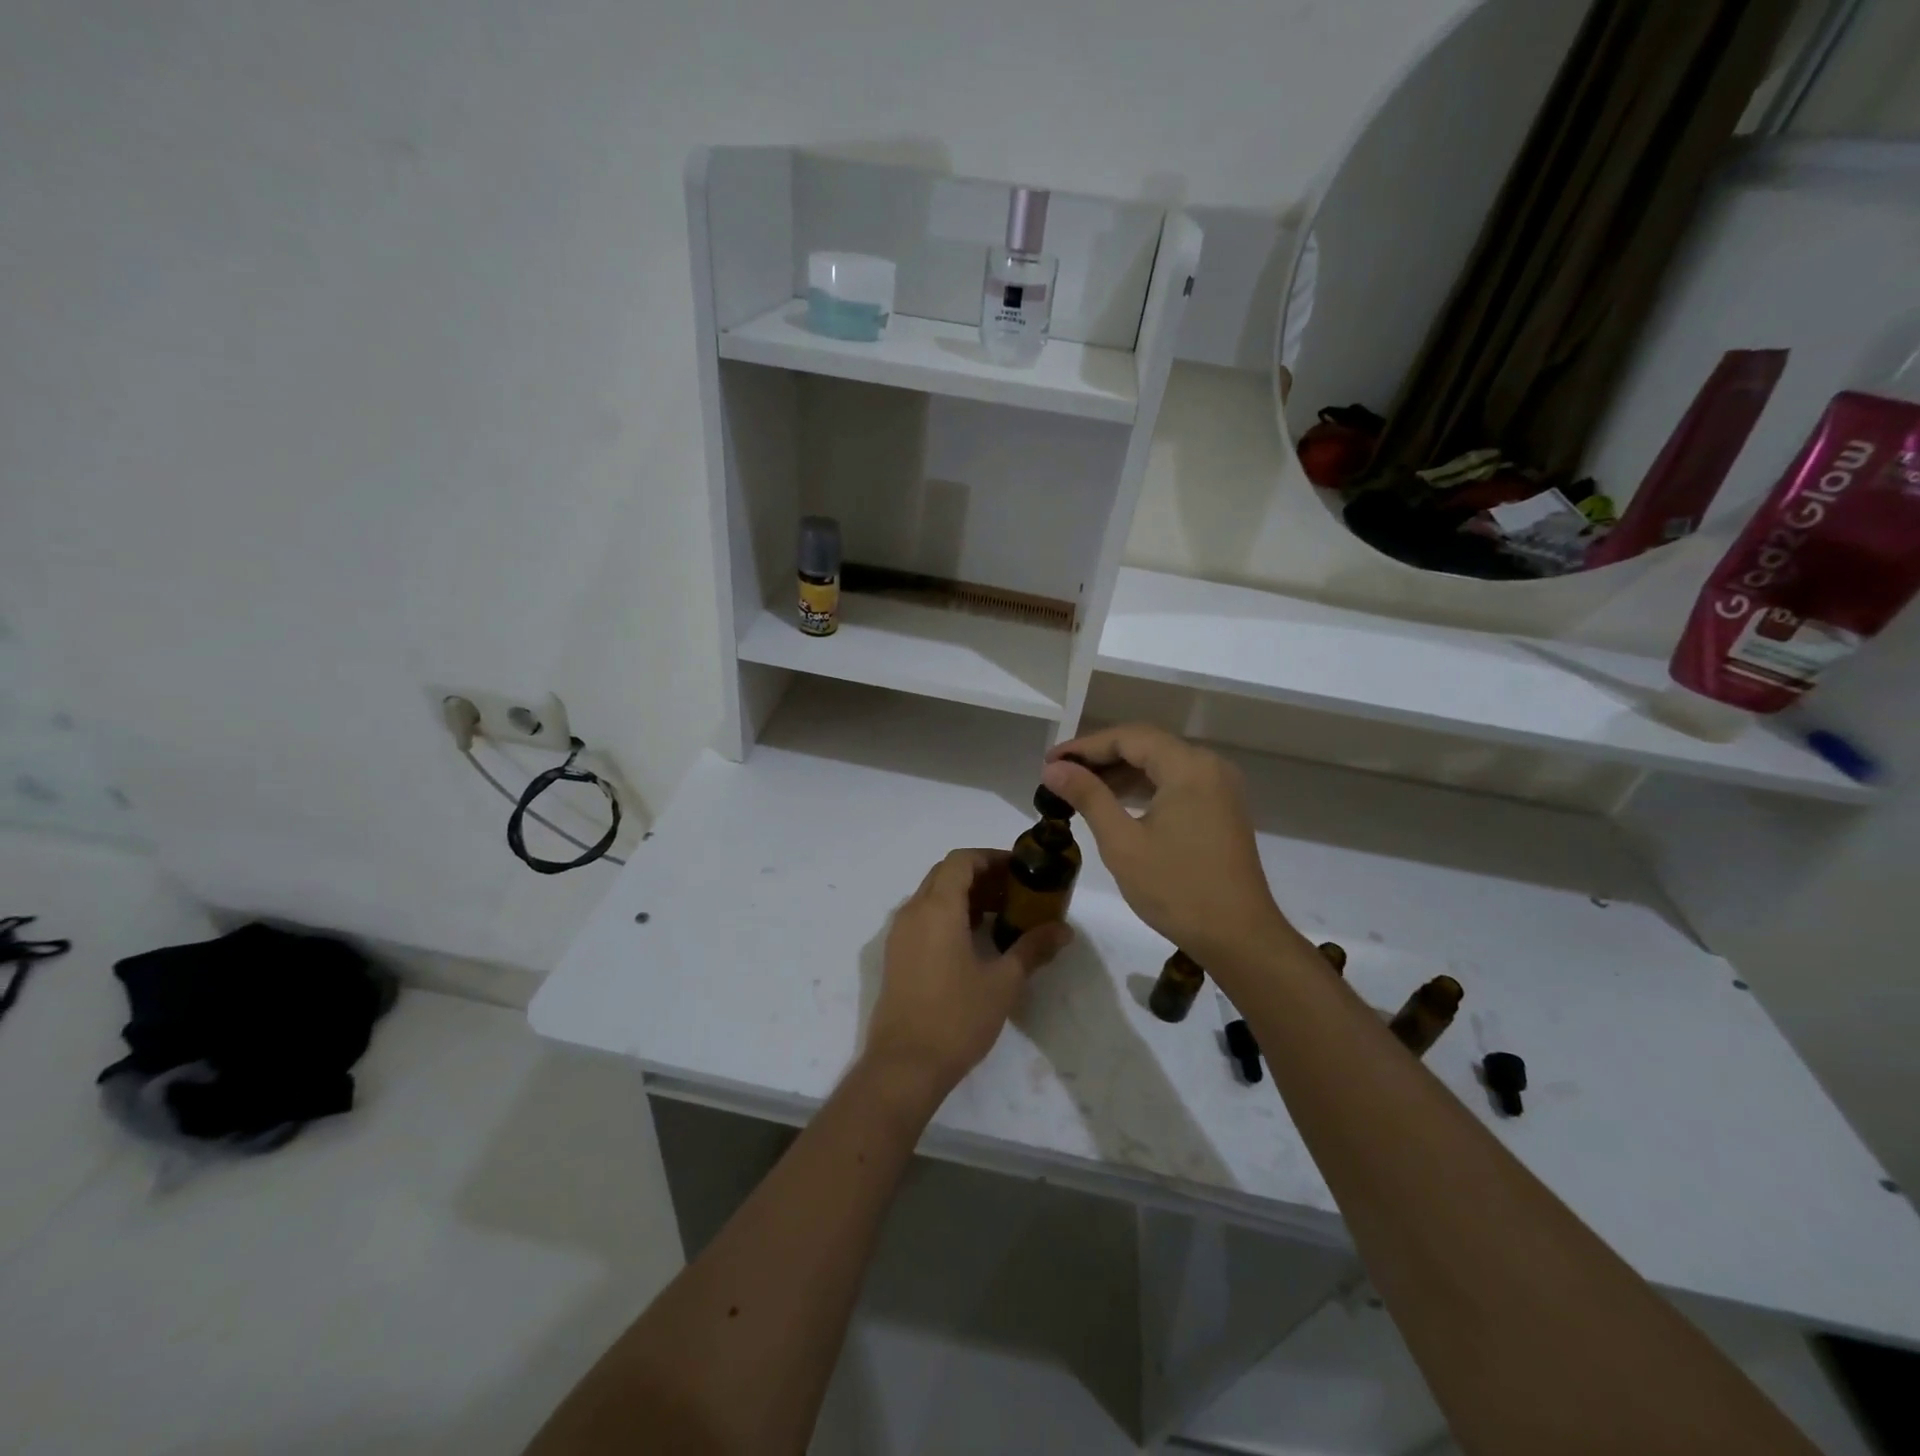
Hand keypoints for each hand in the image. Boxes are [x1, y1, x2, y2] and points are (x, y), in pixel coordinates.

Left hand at [865, 849, 1071, 1103]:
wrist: (904, 1065)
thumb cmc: (957, 1018)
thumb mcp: (1003, 982)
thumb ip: (1032, 948)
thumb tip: (1064, 930)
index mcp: (937, 909)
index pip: (961, 861)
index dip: (990, 858)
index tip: (1019, 870)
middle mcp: (913, 912)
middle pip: (946, 874)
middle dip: (980, 875)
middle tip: (1014, 892)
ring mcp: (900, 934)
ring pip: (932, 896)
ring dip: (964, 896)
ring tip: (999, 915)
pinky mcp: (896, 956)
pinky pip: (923, 918)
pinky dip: (948, 915)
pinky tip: (973, 940)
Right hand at [1043, 725, 1290, 968]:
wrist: (1239, 937)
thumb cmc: (1177, 889)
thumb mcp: (1123, 842)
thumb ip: (1088, 796)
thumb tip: (1054, 768)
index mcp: (1188, 766)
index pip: (1128, 737)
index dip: (1084, 746)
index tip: (1049, 761)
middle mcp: (1209, 765)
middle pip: (1146, 745)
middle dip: (1101, 757)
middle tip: (1060, 774)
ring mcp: (1220, 786)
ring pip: (1161, 763)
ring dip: (1121, 772)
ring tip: (1080, 788)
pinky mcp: (1222, 807)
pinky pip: (1177, 782)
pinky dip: (1145, 787)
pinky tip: (1117, 803)